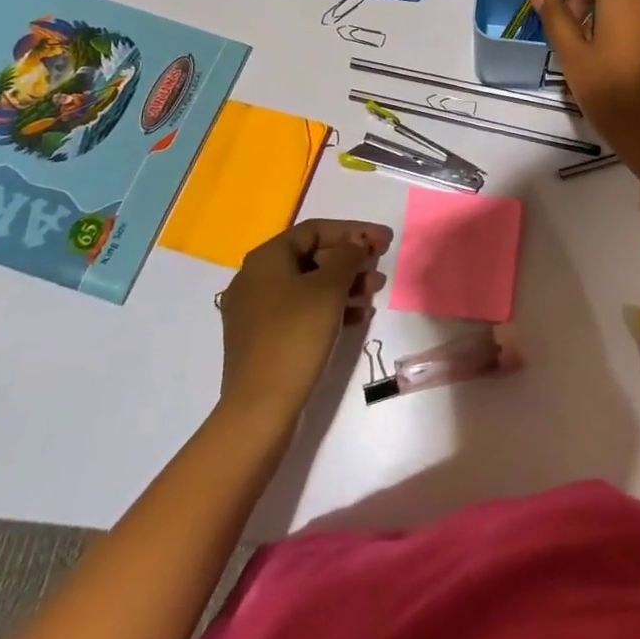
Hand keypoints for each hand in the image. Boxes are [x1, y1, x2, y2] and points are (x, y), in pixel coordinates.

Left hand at [216, 219, 392, 415]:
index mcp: (266, 259)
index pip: (315, 230)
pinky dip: (330, 308)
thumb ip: (348, 256)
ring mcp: (256, 310)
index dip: (354, 231)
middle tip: (380, 268)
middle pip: (312, 256)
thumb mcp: (329, 289)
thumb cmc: (297, 336)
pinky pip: (301, 310)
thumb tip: (355, 244)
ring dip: (344, 284)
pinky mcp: (262, 338)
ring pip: (308, 285)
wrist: (261, 408)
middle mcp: (255, 278)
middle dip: (350, 260)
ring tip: (375, 293)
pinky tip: (358, 318)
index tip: (384, 240)